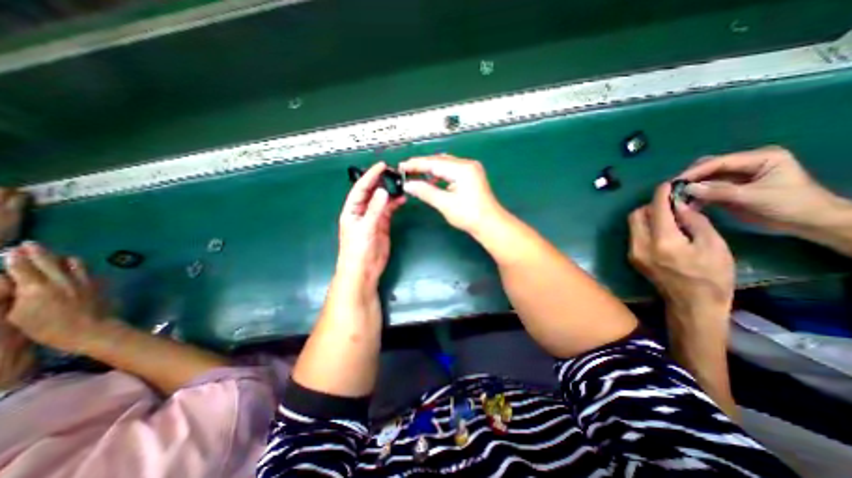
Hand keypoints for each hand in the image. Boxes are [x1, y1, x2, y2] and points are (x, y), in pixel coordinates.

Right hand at [2, 244, 105, 353]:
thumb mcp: (17, 316)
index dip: (14, 258)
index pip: (22, 267)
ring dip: (61, 256)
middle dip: (37, 251)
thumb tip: (11, 281)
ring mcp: (82, 280)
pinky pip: (86, 269)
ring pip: (73, 262)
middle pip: (48, 260)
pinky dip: (76, 265)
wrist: (90, 329)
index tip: (10, 250)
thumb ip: (14, 296)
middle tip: (29, 244)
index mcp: (35, 288)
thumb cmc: (48, 328)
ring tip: (54, 255)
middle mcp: (61, 280)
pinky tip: (73, 265)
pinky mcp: (97, 283)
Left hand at [337, 163, 404, 289]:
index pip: (361, 188)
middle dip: (381, 182)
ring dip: (390, 193)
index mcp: (352, 210)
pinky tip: (402, 199)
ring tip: (400, 185)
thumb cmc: (358, 249)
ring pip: (382, 201)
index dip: (370, 176)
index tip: (382, 166)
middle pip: (371, 192)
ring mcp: (373, 218)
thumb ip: (375, 210)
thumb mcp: (365, 228)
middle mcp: (362, 211)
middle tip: (394, 173)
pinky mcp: (383, 225)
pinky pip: (389, 211)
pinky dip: (395, 204)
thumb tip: (383, 191)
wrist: (363, 269)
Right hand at [399, 153, 504, 234]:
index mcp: (462, 169)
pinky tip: (432, 180)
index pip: (434, 163)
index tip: (401, 166)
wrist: (490, 224)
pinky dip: (440, 174)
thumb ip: (425, 191)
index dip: (416, 164)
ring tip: (416, 174)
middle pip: (440, 160)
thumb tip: (408, 184)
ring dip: (431, 169)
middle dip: (422, 164)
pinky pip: (452, 170)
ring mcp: (471, 170)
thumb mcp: (445, 203)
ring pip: (446, 164)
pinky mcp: (472, 176)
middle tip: (406, 170)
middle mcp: (467, 165)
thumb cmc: (469, 215)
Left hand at [628, 185, 734, 319]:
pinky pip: (635, 234)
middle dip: (652, 205)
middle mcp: (640, 245)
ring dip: (647, 216)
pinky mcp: (632, 257)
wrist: (691, 305)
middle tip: (671, 204)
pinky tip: (663, 230)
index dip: (661, 194)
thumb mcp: (714, 246)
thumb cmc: (711, 277)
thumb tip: (680, 204)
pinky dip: (645, 227)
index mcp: (662, 242)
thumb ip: (694, 221)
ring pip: (633, 224)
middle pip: (636, 215)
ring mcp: (632, 252)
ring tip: (670, 217)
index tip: (669, 185)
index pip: (656, 210)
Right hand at [676, 146, 840, 233]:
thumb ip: (720, 192)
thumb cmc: (790, 205)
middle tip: (674, 191)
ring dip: (691, 189)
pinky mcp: (730, 189)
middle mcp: (746, 164)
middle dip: (691, 179)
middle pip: (709, 168)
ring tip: (678, 199)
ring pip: (705, 179)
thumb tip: (688, 188)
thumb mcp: (754, 197)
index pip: (719, 162)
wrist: (809, 223)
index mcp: (760, 158)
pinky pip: (707, 190)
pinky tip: (687, 204)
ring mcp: (737, 177)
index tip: (675, 183)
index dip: (695, 172)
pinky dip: (696, 197)